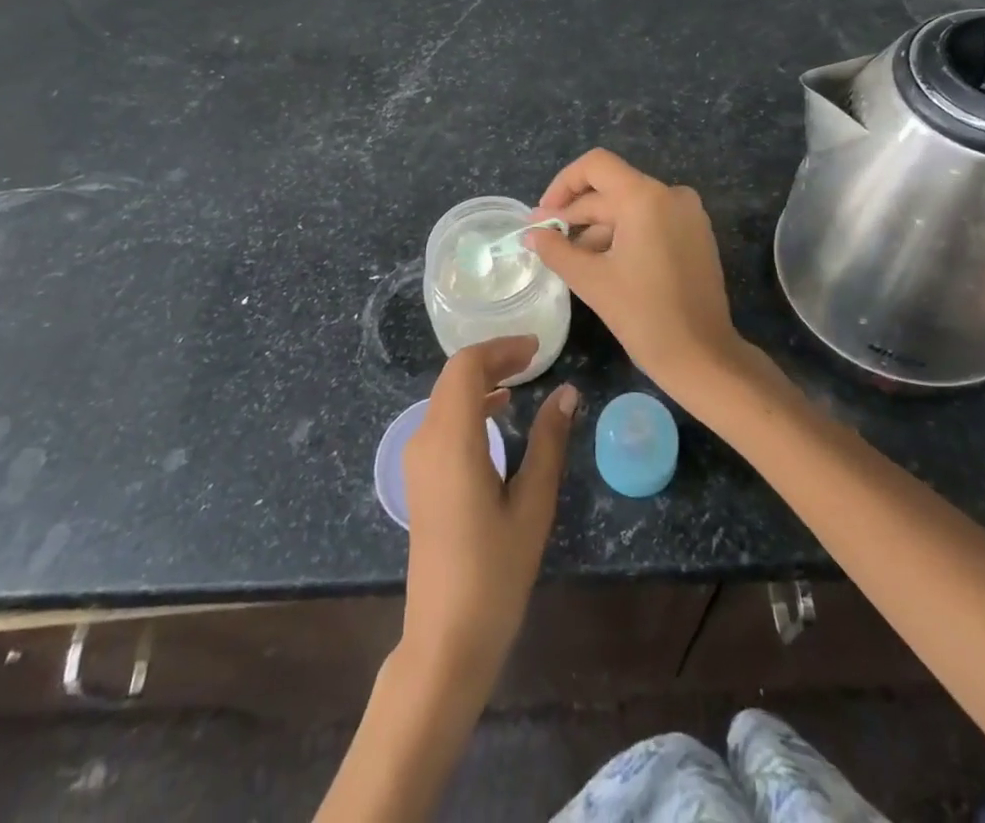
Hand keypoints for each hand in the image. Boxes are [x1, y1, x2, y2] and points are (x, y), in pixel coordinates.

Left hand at [400, 336, 579, 692]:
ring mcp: (417, 459)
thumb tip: (567, 392)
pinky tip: (497, 414)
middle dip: (493, 359)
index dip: (501, 348)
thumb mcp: (532, 505)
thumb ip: (548, 442)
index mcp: (451, 439)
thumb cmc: (495, 572)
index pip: (466, 367)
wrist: (446, 638)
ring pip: (446, 397)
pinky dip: (469, 404)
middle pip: (453, 377)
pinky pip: (442, 420)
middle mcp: (425, 439)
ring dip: (480, 380)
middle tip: (534, 359)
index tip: (537, 348)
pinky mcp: (420, 477)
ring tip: (521, 380)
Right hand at [528, 149, 752, 405]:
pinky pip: (650, 221)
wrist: (703, 356)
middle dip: (575, 213)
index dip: (563, 184)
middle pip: (611, 190)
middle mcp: (670, 195)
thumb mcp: (591, 280)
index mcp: (645, 198)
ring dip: (596, 228)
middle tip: (545, 240)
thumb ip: (556, 250)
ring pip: (629, 208)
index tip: (544, 216)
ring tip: (570, 258)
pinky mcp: (695, 235)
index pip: (595, 166)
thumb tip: (531, 235)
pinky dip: (622, 235)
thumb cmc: (643, 315)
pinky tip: (601, 263)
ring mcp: (687, 214)